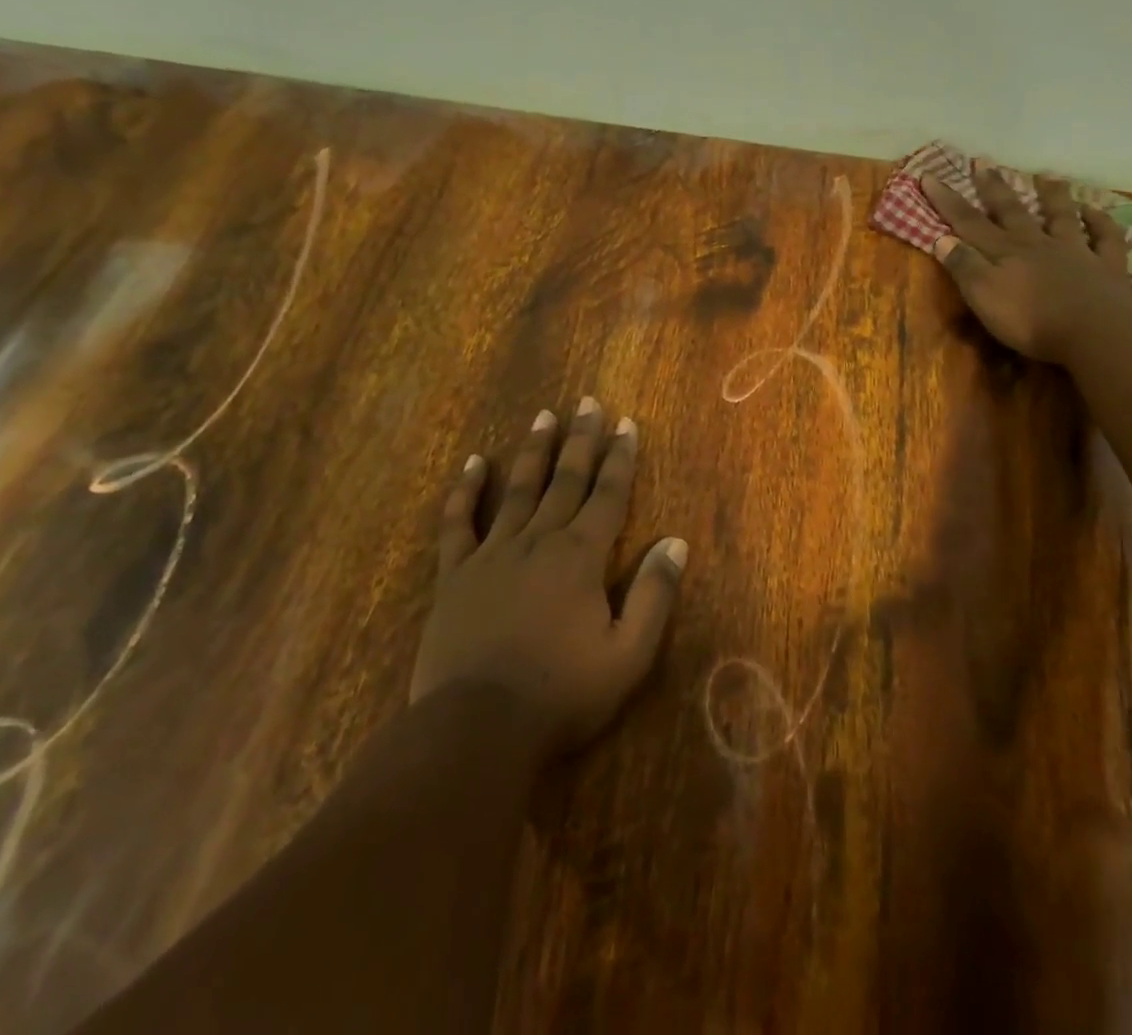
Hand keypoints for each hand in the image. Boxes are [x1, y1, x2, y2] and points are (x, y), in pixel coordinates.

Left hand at [408, 400, 687, 755]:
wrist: (476, 728)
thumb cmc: (561, 694)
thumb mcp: (628, 654)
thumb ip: (654, 595)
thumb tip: (675, 543)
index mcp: (581, 557)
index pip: (608, 494)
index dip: (621, 458)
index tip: (627, 423)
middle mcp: (539, 541)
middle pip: (566, 479)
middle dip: (581, 439)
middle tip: (588, 402)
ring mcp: (493, 554)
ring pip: (518, 489)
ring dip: (534, 450)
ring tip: (544, 416)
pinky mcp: (456, 575)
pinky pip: (458, 523)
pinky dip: (465, 491)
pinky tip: (473, 463)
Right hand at [921, 165, 1131, 363]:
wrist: (1094, 332)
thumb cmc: (1031, 320)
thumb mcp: (984, 296)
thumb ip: (964, 266)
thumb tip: (942, 238)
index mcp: (1005, 252)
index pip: (968, 222)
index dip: (947, 200)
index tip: (929, 175)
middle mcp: (1037, 244)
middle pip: (1012, 211)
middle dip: (993, 187)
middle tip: (982, 161)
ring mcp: (1075, 251)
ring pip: (1061, 216)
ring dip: (1052, 196)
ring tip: (1045, 176)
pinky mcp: (1106, 267)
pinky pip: (1105, 237)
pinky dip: (1100, 221)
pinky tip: (1094, 210)